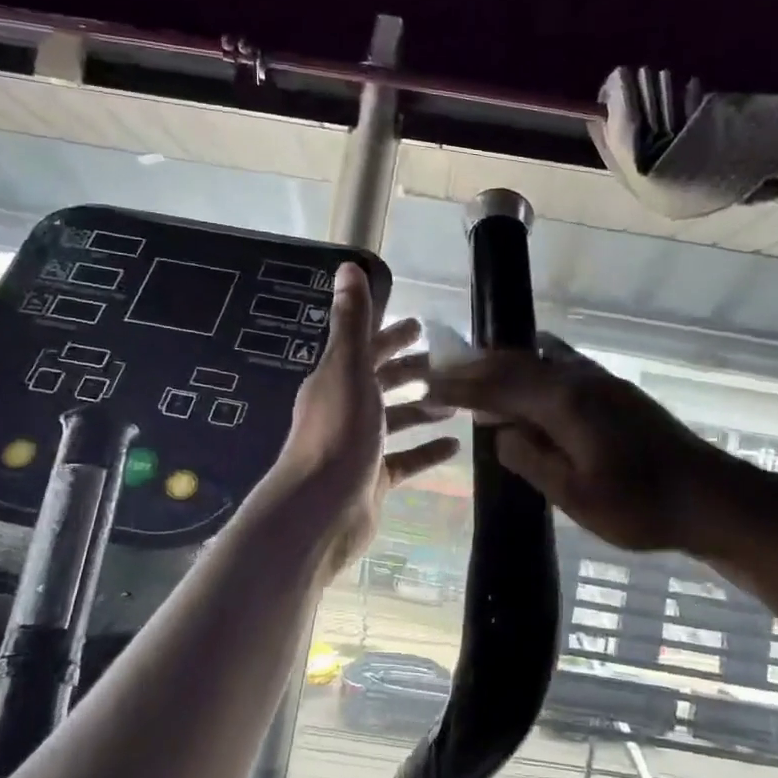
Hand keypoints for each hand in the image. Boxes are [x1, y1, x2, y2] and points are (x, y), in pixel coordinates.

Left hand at [275, 263, 459, 573]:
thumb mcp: (349, 371)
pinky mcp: (373, 479)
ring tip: (457, 401)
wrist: (320, 511)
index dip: (391, 335)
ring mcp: (359, 446)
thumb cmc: (338, 435)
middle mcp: (345, 409)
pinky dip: (427, 451)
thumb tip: (348, 266)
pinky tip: (454, 445)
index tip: (420, 326)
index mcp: (336, 380)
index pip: (366, 349)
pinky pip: (405, 460)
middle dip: (411, 371)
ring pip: (395, 421)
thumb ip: (353, 323)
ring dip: (422, 409)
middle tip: (449, 363)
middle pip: (382, 383)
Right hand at [421, 336, 734, 553]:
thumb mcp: (576, 495)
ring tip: (475, 372)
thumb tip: (499, 433)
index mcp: (565, 404)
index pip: (498, 387)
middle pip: (516, 364)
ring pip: (539, 362)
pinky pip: (560, 368)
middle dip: (475, 368)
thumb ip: (531, 459)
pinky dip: (532, 370)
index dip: (460, 386)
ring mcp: (601, 382)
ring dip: (503, 366)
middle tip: (440, 371)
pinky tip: (530, 379)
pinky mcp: (616, 393)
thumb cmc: (641, 506)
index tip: (426, 385)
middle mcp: (579, 381)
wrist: (712, 498)